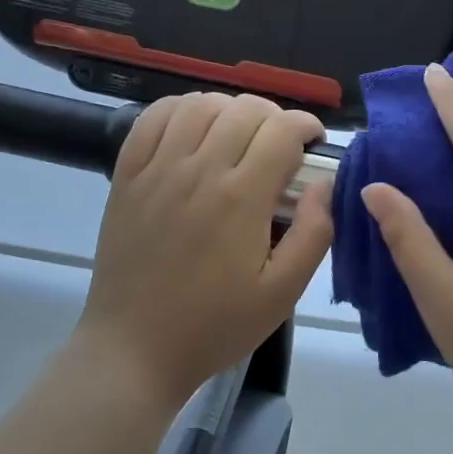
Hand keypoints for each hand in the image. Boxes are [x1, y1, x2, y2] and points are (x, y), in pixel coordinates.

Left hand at [76, 92, 333, 407]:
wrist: (135, 348)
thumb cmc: (215, 325)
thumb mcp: (282, 293)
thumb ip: (314, 234)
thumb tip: (325, 185)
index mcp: (240, 198)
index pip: (281, 130)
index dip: (306, 126)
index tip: (313, 143)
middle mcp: (198, 170)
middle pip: (244, 110)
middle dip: (274, 117)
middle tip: (282, 146)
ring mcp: (157, 170)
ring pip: (199, 105)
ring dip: (230, 109)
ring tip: (239, 135)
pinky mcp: (127, 177)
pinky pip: (153, 118)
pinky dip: (180, 109)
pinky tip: (194, 128)